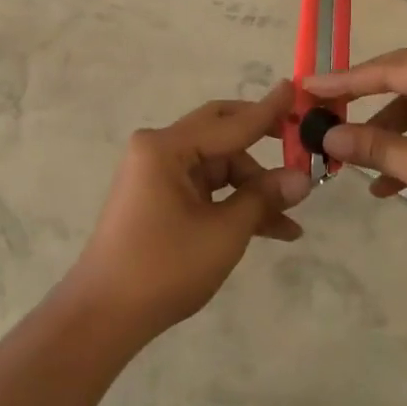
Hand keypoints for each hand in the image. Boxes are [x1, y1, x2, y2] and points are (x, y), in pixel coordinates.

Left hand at [66, 81, 313, 339]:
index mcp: (167, 147)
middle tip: (300, 144)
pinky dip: (234, 204)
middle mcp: (159, 151)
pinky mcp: (159, 199)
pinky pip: (206, 189)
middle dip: (263, 144)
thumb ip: (263, 197)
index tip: (297, 89)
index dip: (269, 111)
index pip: (231, 123)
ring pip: (218, 167)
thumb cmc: (164, 267)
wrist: (103, 317)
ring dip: (254, 188)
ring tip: (292, 218)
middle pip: (222, 134)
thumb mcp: (224, 232)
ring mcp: (157, 175)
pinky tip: (271, 229)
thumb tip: (302, 178)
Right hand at [303, 48, 406, 251]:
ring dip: (388, 136)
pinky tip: (388, 182)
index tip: (306, 86)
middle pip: (403, 83)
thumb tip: (328, 137)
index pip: (390, 68)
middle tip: (321, 122)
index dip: (345, 81)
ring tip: (352, 164)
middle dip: (363, 108)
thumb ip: (380, 150)